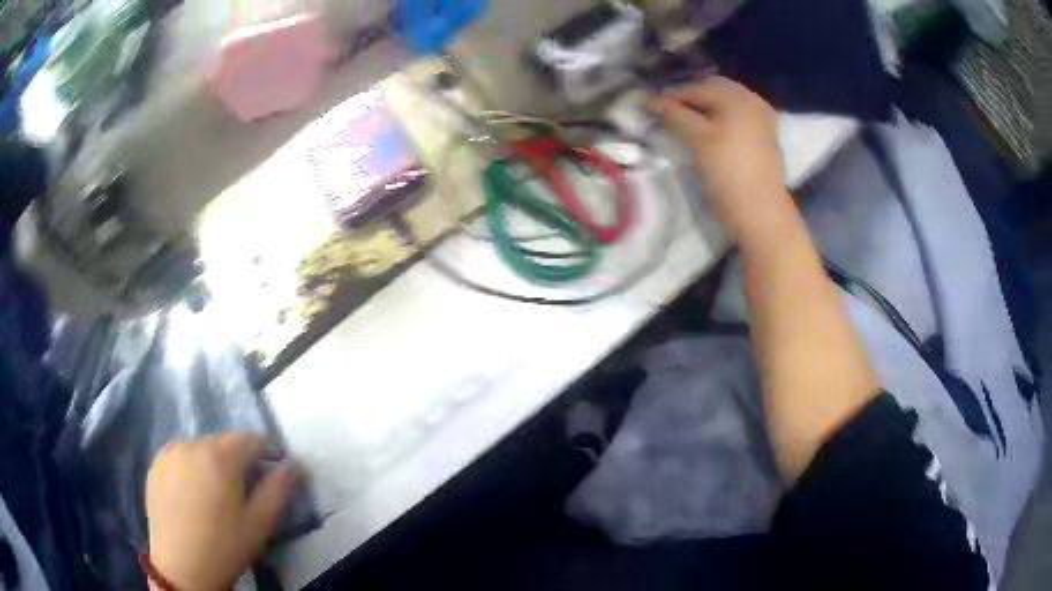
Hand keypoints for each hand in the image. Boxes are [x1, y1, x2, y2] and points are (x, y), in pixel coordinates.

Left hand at [145, 433, 298, 590]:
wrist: (182, 566)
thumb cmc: (225, 547)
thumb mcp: (260, 523)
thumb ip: (278, 489)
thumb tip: (294, 463)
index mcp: (219, 457)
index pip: (250, 438)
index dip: (268, 448)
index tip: (278, 462)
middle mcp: (192, 444)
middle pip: (224, 441)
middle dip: (241, 456)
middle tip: (250, 483)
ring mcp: (170, 452)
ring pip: (201, 447)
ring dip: (215, 460)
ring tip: (221, 489)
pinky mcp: (156, 464)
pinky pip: (181, 455)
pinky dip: (193, 465)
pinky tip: (196, 491)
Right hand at [650, 77, 789, 239]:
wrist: (760, 210)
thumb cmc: (727, 171)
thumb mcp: (696, 139)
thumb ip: (673, 114)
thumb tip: (649, 99)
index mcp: (736, 96)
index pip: (695, 88)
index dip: (670, 97)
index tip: (650, 109)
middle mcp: (752, 100)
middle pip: (713, 92)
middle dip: (690, 101)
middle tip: (668, 116)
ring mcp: (762, 119)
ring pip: (725, 105)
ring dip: (705, 111)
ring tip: (686, 126)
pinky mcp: (765, 137)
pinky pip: (737, 118)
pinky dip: (721, 121)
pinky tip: (710, 134)